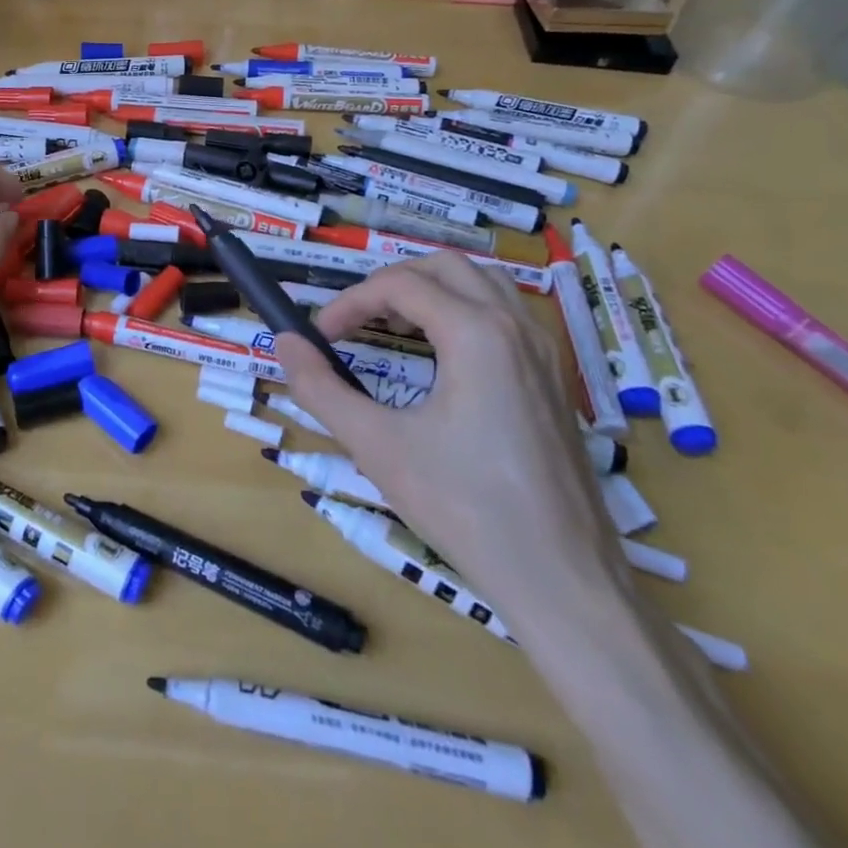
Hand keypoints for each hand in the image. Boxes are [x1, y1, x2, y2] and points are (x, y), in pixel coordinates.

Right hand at [271, 252, 623, 629]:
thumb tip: (284, 342)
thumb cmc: (465, 508)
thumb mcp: (378, 446)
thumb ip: (321, 389)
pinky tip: (444, 357)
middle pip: (444, 266)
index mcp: (476, 333)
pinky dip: (465, 311)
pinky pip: (506, 315)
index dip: (349, 302)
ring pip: (483, 283)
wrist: (564, 581)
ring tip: (394, 326)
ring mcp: (544, 352)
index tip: (318, 335)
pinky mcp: (555, 379)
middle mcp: (516, 327)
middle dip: (391, 282)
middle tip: (355, 320)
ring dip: (432, 290)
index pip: (399, 285)